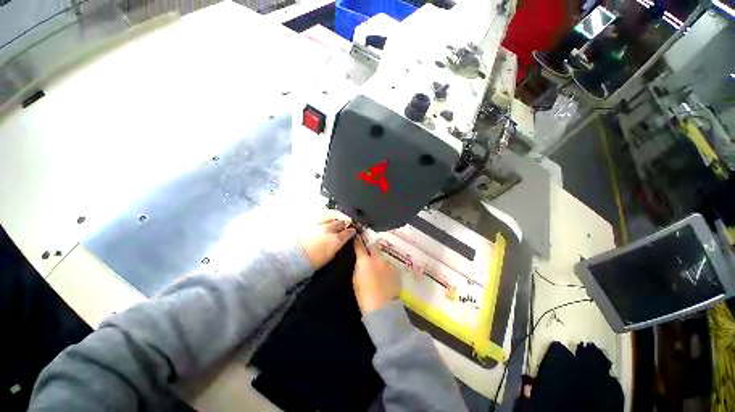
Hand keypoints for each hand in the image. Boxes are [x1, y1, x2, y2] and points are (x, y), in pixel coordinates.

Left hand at [299, 214, 355, 269]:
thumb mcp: (331, 256)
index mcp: (337, 239)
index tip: (352, 231)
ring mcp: (320, 224)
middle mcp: (330, 229)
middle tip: (345, 224)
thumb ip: (337, 246)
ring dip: (335, 219)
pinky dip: (325, 219)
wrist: (296, 257)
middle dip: (344, 223)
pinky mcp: (311, 223)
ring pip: (331, 217)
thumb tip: (339, 243)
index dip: (352, 231)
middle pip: (341, 222)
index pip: (349, 232)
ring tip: (336, 220)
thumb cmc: (313, 261)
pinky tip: (325, 221)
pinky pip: (321, 218)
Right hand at [352, 237, 401, 314]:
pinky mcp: (396, 270)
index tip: (357, 236)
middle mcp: (377, 258)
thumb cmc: (364, 294)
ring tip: (380, 271)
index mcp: (365, 260)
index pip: (360, 246)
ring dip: (380, 261)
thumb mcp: (356, 279)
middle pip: (374, 246)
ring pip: (383, 257)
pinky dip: (387, 269)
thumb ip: (359, 266)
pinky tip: (386, 278)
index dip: (358, 240)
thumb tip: (361, 260)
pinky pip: (390, 266)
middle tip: (369, 255)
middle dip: (371, 248)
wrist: (382, 306)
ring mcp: (388, 263)